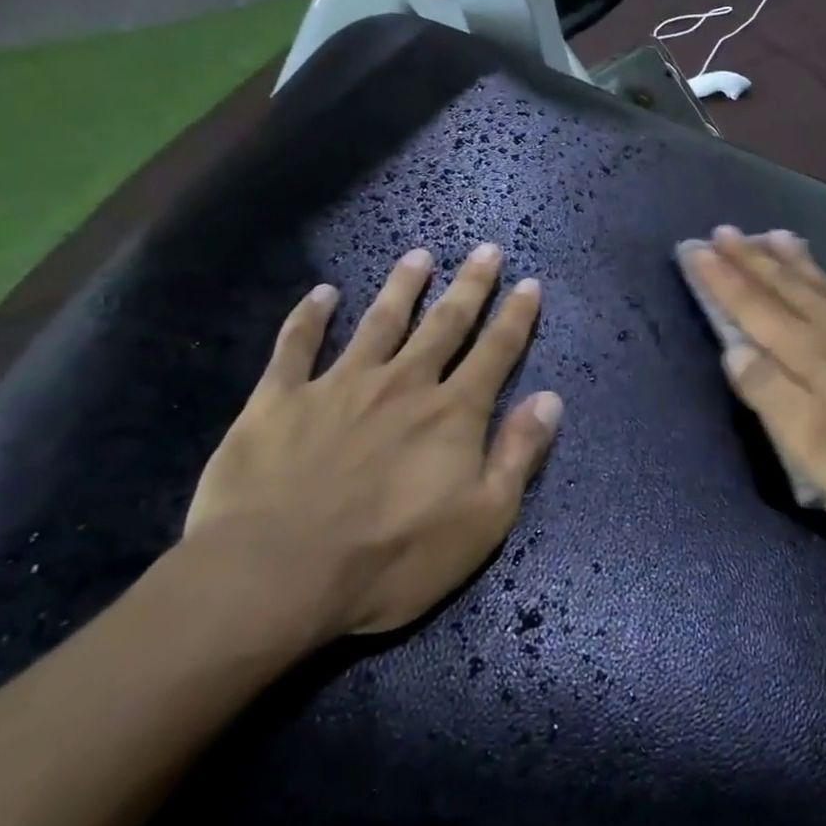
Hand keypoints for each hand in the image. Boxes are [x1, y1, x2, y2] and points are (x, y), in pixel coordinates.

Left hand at [183, 243, 561, 642]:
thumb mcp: (482, 520)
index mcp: (452, 412)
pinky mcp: (280, 399)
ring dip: (402, 286)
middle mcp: (403, 383)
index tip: (529, 283)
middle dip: (470, 285)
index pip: (496, 352)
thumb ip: (518, 455)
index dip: (516, 317)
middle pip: (445, 323)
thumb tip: (550, 399)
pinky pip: (296, 346)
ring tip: (419, 255)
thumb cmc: (391, 557)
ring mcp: (339, 384)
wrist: (276, 576)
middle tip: (486, 249)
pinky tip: (321, 293)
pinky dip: (309, 316)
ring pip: (379, 321)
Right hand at [686, 227, 825, 543]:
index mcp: (807, 352)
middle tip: (723, 231)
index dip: (720, 279)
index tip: (694, 250)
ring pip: (817, 283)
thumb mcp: (810, 440)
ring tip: (772, 234)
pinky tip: (825, 275)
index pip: (752, 306)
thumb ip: (767, 391)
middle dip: (749, 258)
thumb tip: (732, 349)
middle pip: (783, 286)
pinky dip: (825, 275)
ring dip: (789, 258)